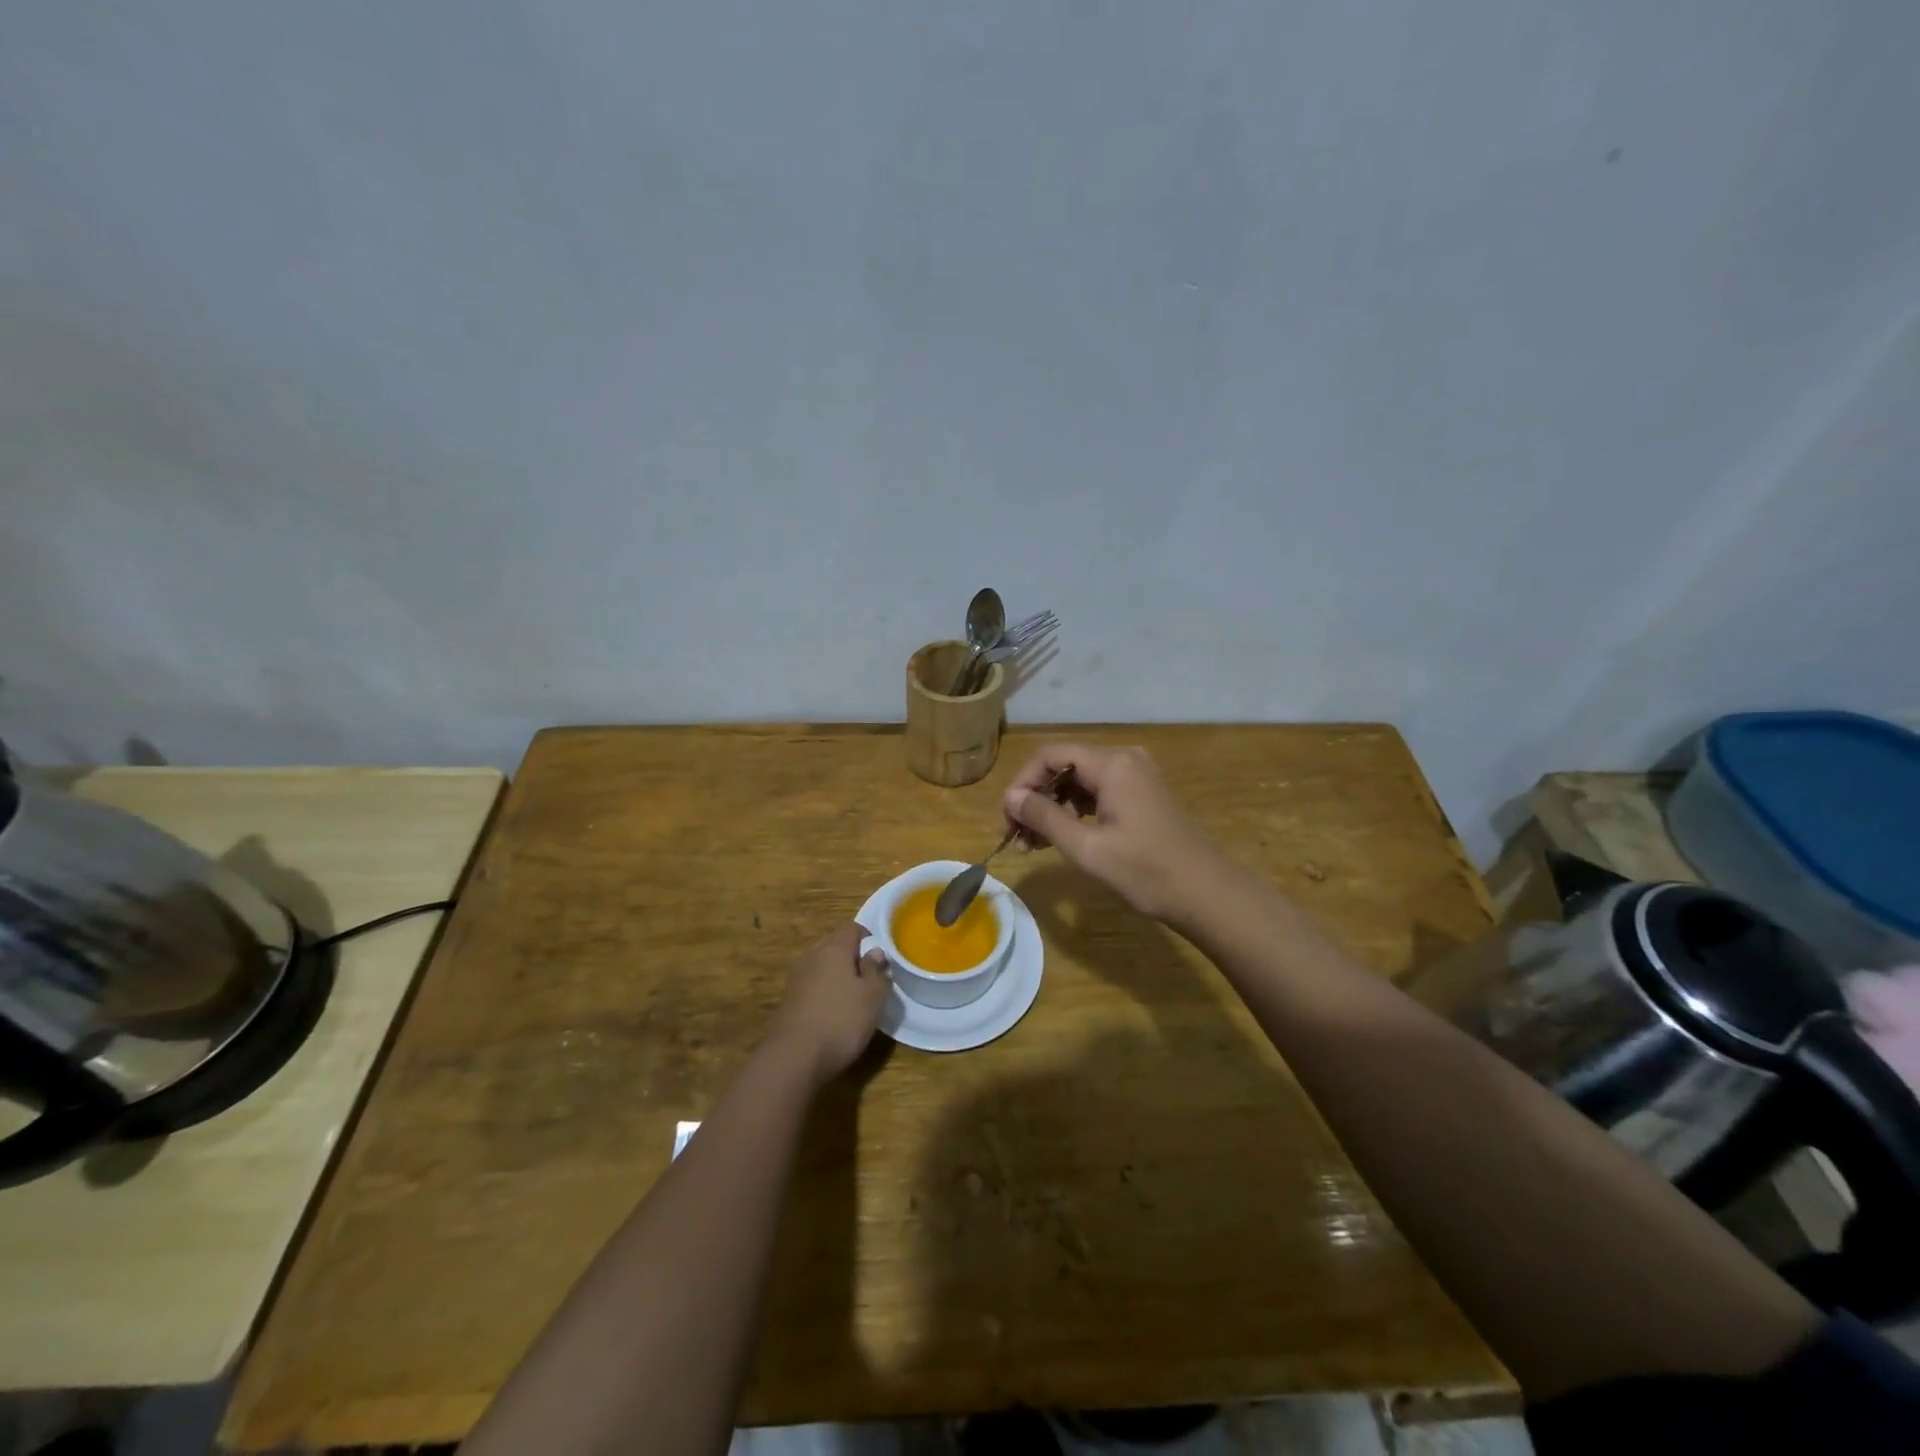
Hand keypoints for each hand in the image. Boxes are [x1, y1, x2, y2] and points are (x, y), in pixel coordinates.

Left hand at [766, 922, 891, 1085]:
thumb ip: (877, 971)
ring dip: (838, 977)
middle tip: (870, 980)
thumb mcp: (873, 996)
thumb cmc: (841, 1021)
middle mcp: (812, 956)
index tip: (881, 960)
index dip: (869, 939)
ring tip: (854, 999)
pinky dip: (824, 993)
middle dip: (853, 958)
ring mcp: (797, 978)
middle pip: (835, 945)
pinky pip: (812, 986)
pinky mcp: (788, 1000)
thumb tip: (875, 952)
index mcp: (833, 948)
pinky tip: (833, 1015)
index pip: (852, 928)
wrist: (793, 1058)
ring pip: (822, 966)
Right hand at [1001, 743, 1221, 920]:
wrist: (1207, 894)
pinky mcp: (1142, 794)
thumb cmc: (1146, 872)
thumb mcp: (1087, 848)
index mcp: (1112, 764)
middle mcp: (1124, 760)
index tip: (1008, 819)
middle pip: (1064, 766)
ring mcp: (1136, 776)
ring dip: (1053, 808)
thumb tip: (1012, 798)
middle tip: (1017, 836)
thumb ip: (1045, 818)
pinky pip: (1097, 792)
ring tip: (1034, 844)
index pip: (1050, 756)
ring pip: (1079, 781)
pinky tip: (1062, 838)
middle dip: (1035, 798)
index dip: (1022, 783)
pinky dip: (1075, 812)